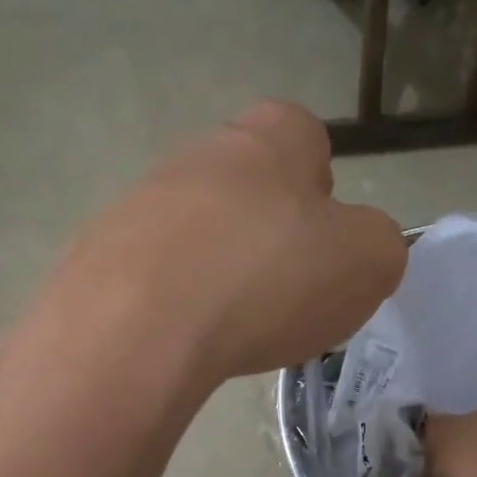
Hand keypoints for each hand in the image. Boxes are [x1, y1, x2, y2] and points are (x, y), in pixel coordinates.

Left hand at [53, 102, 406, 383]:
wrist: (138, 326)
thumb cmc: (268, 278)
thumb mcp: (369, 262)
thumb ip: (377, 244)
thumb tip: (355, 248)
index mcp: (271, 138)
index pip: (305, 137)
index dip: (320, 188)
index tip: (321, 241)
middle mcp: (200, 153)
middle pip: (245, 186)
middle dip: (266, 232)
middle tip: (281, 292)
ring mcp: (141, 200)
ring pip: (196, 230)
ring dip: (216, 268)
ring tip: (230, 327)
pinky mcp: (99, 252)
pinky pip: (152, 273)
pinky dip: (172, 301)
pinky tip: (182, 339)